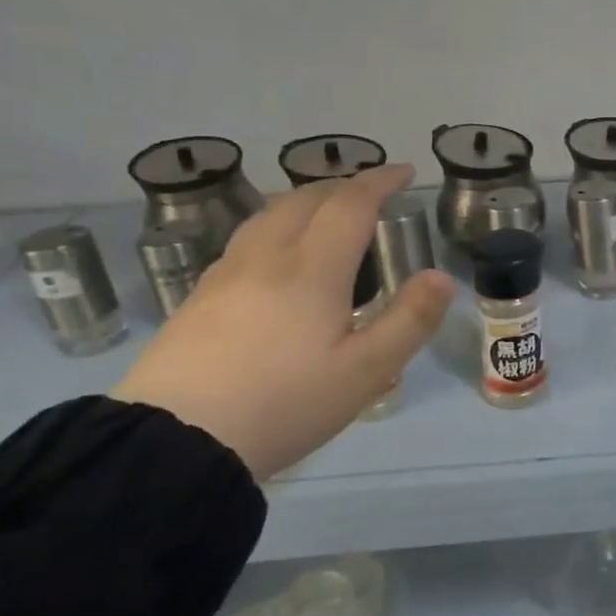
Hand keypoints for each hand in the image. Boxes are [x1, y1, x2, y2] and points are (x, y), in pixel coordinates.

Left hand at [111, 165, 456, 480]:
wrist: (174, 443)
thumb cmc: (283, 404)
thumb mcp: (365, 372)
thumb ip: (410, 320)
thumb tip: (442, 277)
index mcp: (312, 269)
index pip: (351, 203)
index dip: (381, 181)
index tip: (405, 172)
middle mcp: (267, 257)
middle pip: (306, 198)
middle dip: (344, 186)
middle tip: (372, 194)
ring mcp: (226, 275)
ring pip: (270, 214)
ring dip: (306, 201)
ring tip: (328, 215)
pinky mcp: (199, 298)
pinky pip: (247, 240)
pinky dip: (277, 226)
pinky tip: (278, 258)